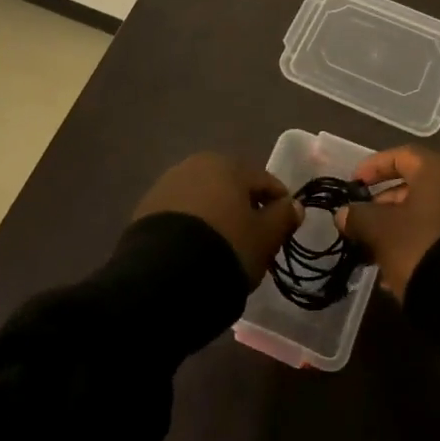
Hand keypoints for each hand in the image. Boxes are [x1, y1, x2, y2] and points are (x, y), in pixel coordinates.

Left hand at [133, 153, 302, 287]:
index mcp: (228, 164)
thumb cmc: (226, 247)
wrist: (164, 276)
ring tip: (223, 248)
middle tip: (253, 239)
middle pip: (231, 187)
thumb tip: (294, 205)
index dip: (279, 205)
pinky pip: (180, 215)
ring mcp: (167, 185)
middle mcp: (195, 165)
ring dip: (216, 216)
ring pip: (203, 199)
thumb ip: (283, 217)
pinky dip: (192, 228)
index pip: (264, 181)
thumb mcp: (264, 237)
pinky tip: (196, 251)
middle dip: (243, 208)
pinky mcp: (145, 210)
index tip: (284, 229)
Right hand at [337, 145, 439, 300]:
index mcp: (436, 171)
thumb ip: (358, 216)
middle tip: (362, 220)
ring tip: (372, 250)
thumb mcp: (380, 230)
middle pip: (412, 185)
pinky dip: (413, 243)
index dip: (373, 167)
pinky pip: (435, 234)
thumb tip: (344, 213)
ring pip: (423, 213)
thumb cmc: (419, 245)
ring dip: (395, 227)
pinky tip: (393, 271)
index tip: (354, 184)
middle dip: (383, 203)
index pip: (401, 155)